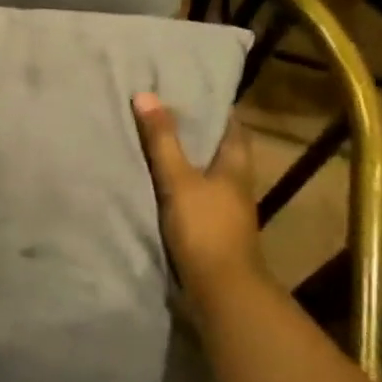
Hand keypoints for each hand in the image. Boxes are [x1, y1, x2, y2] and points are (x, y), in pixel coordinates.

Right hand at [132, 92, 261, 298]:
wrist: (220, 291)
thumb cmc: (205, 228)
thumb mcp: (178, 180)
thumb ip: (162, 140)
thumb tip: (145, 95)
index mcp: (236, 168)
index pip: (233, 128)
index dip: (218, 108)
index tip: (193, 91)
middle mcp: (235, 186)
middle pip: (220, 150)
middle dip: (198, 133)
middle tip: (167, 111)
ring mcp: (225, 211)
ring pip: (207, 174)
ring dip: (188, 160)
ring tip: (157, 142)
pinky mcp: (211, 230)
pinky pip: (195, 196)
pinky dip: (180, 185)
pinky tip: (158, 182)